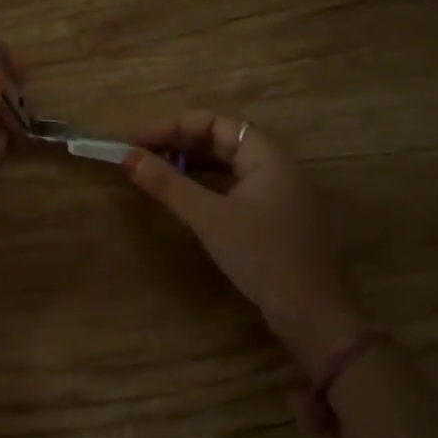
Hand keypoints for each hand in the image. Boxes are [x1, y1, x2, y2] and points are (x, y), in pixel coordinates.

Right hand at [123, 112, 366, 364]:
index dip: (173, 126)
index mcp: (267, 156)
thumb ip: (168, 184)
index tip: (136, 140)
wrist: (310, 314)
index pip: (215, 123)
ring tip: (152, 169)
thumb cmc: (261, 256)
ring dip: (189, 163)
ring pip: (225, 164)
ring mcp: (275, 192)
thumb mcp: (209, 218)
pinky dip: (203, 184)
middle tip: (139, 153)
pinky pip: (231, 186)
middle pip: (220, 140)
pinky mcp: (271, 216)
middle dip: (178, 142)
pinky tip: (180, 194)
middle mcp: (275, 166)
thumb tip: (128, 157)